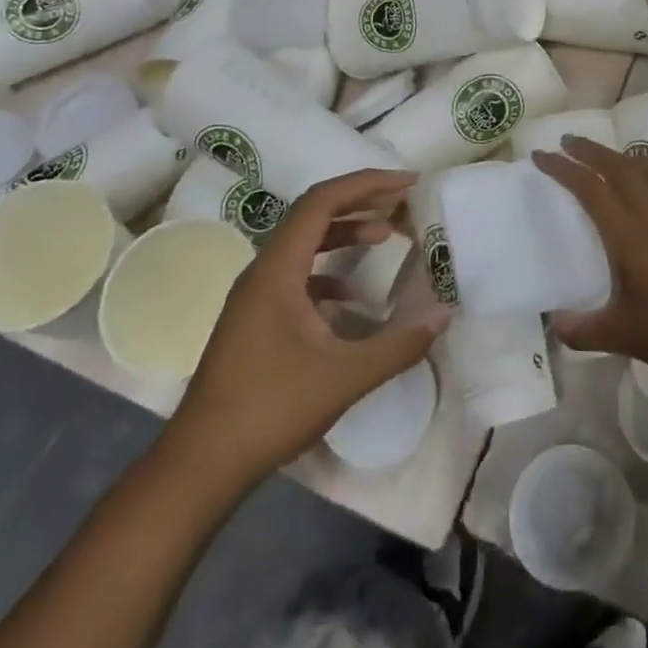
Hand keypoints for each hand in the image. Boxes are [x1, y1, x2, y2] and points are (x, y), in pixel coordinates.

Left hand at [159, 169, 449, 493]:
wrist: (202, 463)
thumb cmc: (270, 409)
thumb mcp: (345, 377)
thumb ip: (399, 344)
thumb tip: (445, 315)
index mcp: (277, 269)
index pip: (322, 201)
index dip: (366, 184)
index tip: (407, 184)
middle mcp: (262, 271)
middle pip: (313, 214)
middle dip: (360, 202)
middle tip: (404, 203)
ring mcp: (255, 295)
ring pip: (304, 243)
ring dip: (345, 232)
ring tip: (387, 235)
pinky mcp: (255, 317)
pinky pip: (297, 273)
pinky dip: (330, 270)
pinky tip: (354, 296)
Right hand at [533, 137, 647, 384]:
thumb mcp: (617, 335)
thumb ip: (579, 329)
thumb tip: (553, 322)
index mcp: (627, 233)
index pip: (589, 188)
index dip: (562, 168)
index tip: (540, 155)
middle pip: (619, 167)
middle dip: (591, 150)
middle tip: (568, 141)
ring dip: (625, 156)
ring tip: (610, 157)